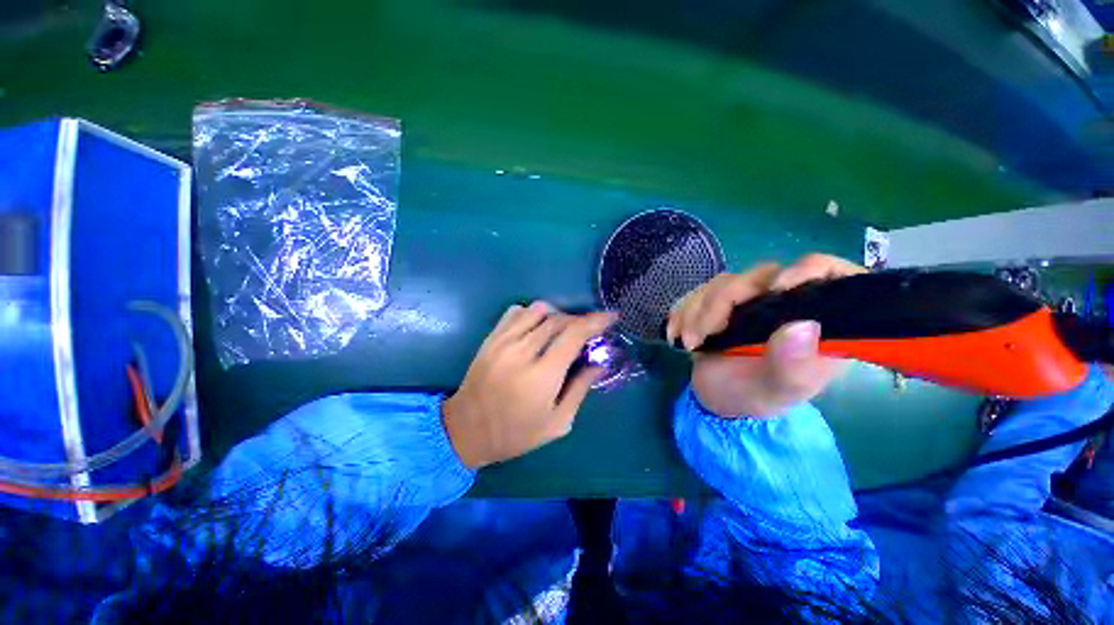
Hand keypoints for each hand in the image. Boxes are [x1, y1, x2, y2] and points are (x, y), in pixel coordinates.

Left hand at [443, 302, 616, 467]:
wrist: (466, 430)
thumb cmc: (515, 433)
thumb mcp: (557, 423)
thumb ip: (580, 389)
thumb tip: (599, 364)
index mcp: (542, 376)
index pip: (574, 334)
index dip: (596, 321)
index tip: (611, 316)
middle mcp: (522, 352)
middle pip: (558, 320)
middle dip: (579, 320)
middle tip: (588, 330)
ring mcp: (503, 341)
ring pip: (538, 311)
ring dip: (557, 315)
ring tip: (564, 329)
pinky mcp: (491, 338)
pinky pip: (516, 312)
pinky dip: (532, 313)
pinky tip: (537, 327)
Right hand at [666, 254, 865, 417]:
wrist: (715, 398)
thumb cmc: (754, 397)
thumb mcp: (777, 391)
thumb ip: (793, 366)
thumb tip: (803, 326)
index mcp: (815, 320)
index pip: (830, 274)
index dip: (809, 269)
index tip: (778, 289)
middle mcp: (783, 302)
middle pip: (758, 276)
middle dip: (720, 304)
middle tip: (700, 337)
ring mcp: (748, 300)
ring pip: (722, 284)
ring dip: (695, 312)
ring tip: (689, 343)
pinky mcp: (719, 302)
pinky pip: (697, 292)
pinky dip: (682, 312)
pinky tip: (676, 334)